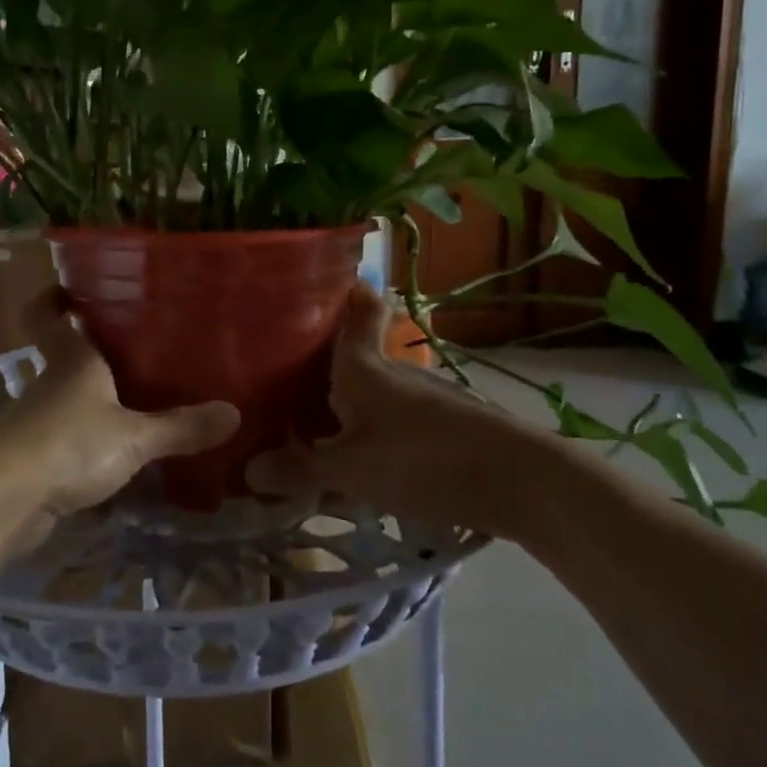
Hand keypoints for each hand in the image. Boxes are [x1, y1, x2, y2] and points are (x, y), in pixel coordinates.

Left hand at [0, 289, 239, 543]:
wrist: (3, 502)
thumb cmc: (68, 444)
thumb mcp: (133, 437)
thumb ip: (180, 427)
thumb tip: (234, 414)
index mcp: (71, 360)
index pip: (47, 312)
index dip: (56, 297)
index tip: (76, 288)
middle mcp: (50, 383)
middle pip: (65, 355)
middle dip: (95, 352)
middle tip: (141, 349)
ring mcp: (37, 422)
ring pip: (67, 399)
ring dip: (94, 401)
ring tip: (140, 403)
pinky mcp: (33, 460)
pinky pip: (67, 440)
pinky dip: (88, 443)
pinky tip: (119, 456)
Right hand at [247, 285, 526, 533]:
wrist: (517, 481)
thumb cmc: (421, 458)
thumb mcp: (351, 469)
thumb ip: (302, 469)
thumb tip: (250, 469)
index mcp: (364, 367)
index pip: (358, 313)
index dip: (348, 295)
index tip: (333, 285)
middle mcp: (394, 373)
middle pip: (358, 358)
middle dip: (326, 367)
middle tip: (287, 383)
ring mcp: (425, 401)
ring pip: (376, 395)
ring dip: (349, 408)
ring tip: (315, 430)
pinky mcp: (447, 430)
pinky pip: (395, 424)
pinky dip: (373, 435)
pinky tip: (362, 464)